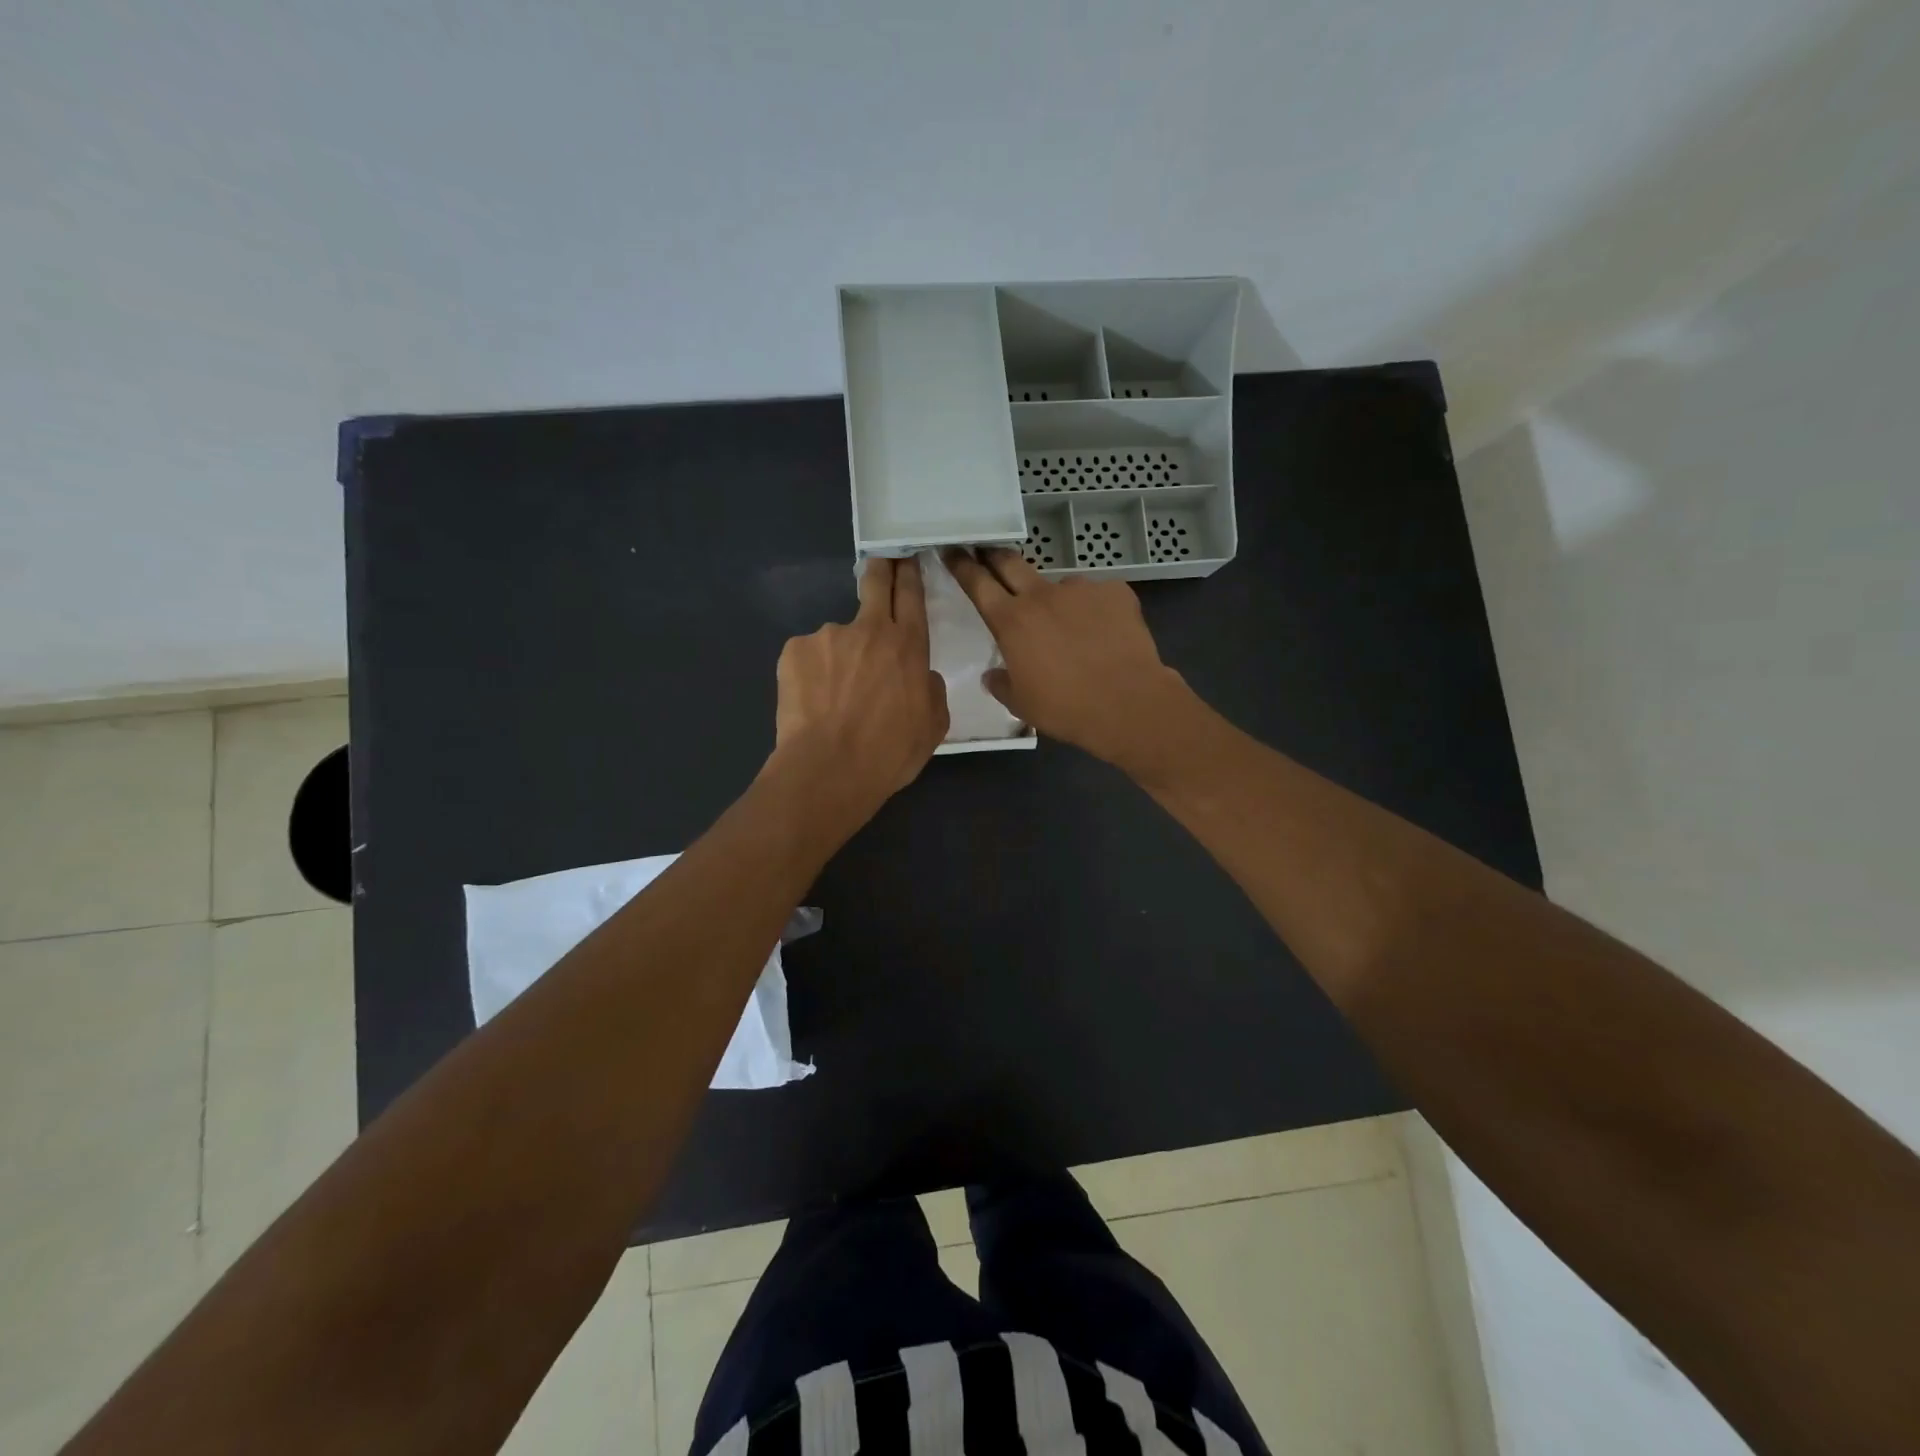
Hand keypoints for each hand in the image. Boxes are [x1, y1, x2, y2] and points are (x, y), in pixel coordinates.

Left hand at [769, 557, 948, 820]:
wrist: (828, 770)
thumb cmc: (889, 753)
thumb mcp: (933, 726)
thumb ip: (930, 689)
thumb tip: (921, 675)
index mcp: (909, 646)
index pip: (911, 595)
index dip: (909, 572)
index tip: (906, 558)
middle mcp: (869, 629)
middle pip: (875, 583)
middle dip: (880, 569)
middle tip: (879, 566)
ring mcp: (827, 636)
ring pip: (838, 638)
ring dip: (839, 657)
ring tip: (833, 697)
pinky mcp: (794, 650)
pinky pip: (808, 657)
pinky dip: (812, 674)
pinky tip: (812, 703)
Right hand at [942, 547, 1195, 771]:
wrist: (1128, 704)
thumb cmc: (1066, 708)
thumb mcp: (1021, 704)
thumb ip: (1001, 683)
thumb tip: (993, 674)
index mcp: (1011, 622)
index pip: (977, 583)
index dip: (961, 564)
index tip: (952, 550)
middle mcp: (1042, 596)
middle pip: (1010, 563)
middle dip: (995, 556)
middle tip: (988, 555)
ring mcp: (1081, 589)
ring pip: (1059, 587)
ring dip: (1056, 600)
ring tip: (1073, 630)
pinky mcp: (1115, 592)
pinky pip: (1097, 596)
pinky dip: (1094, 611)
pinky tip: (1105, 635)